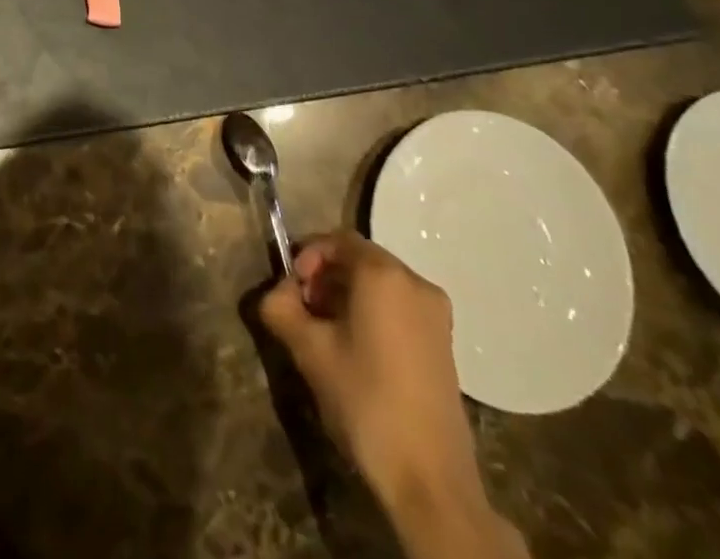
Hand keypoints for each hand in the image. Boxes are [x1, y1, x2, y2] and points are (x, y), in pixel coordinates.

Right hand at [259, 233, 486, 520]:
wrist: (430, 480)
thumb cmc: (365, 400)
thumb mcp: (309, 350)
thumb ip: (281, 307)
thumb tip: (274, 293)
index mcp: (384, 274)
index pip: (337, 239)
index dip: (307, 255)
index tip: (292, 289)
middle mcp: (415, 282)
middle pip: (360, 259)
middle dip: (326, 277)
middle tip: (304, 310)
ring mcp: (437, 314)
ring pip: (380, 284)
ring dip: (347, 296)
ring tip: (326, 333)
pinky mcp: (445, 344)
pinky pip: (399, 307)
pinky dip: (373, 313)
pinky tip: (357, 351)